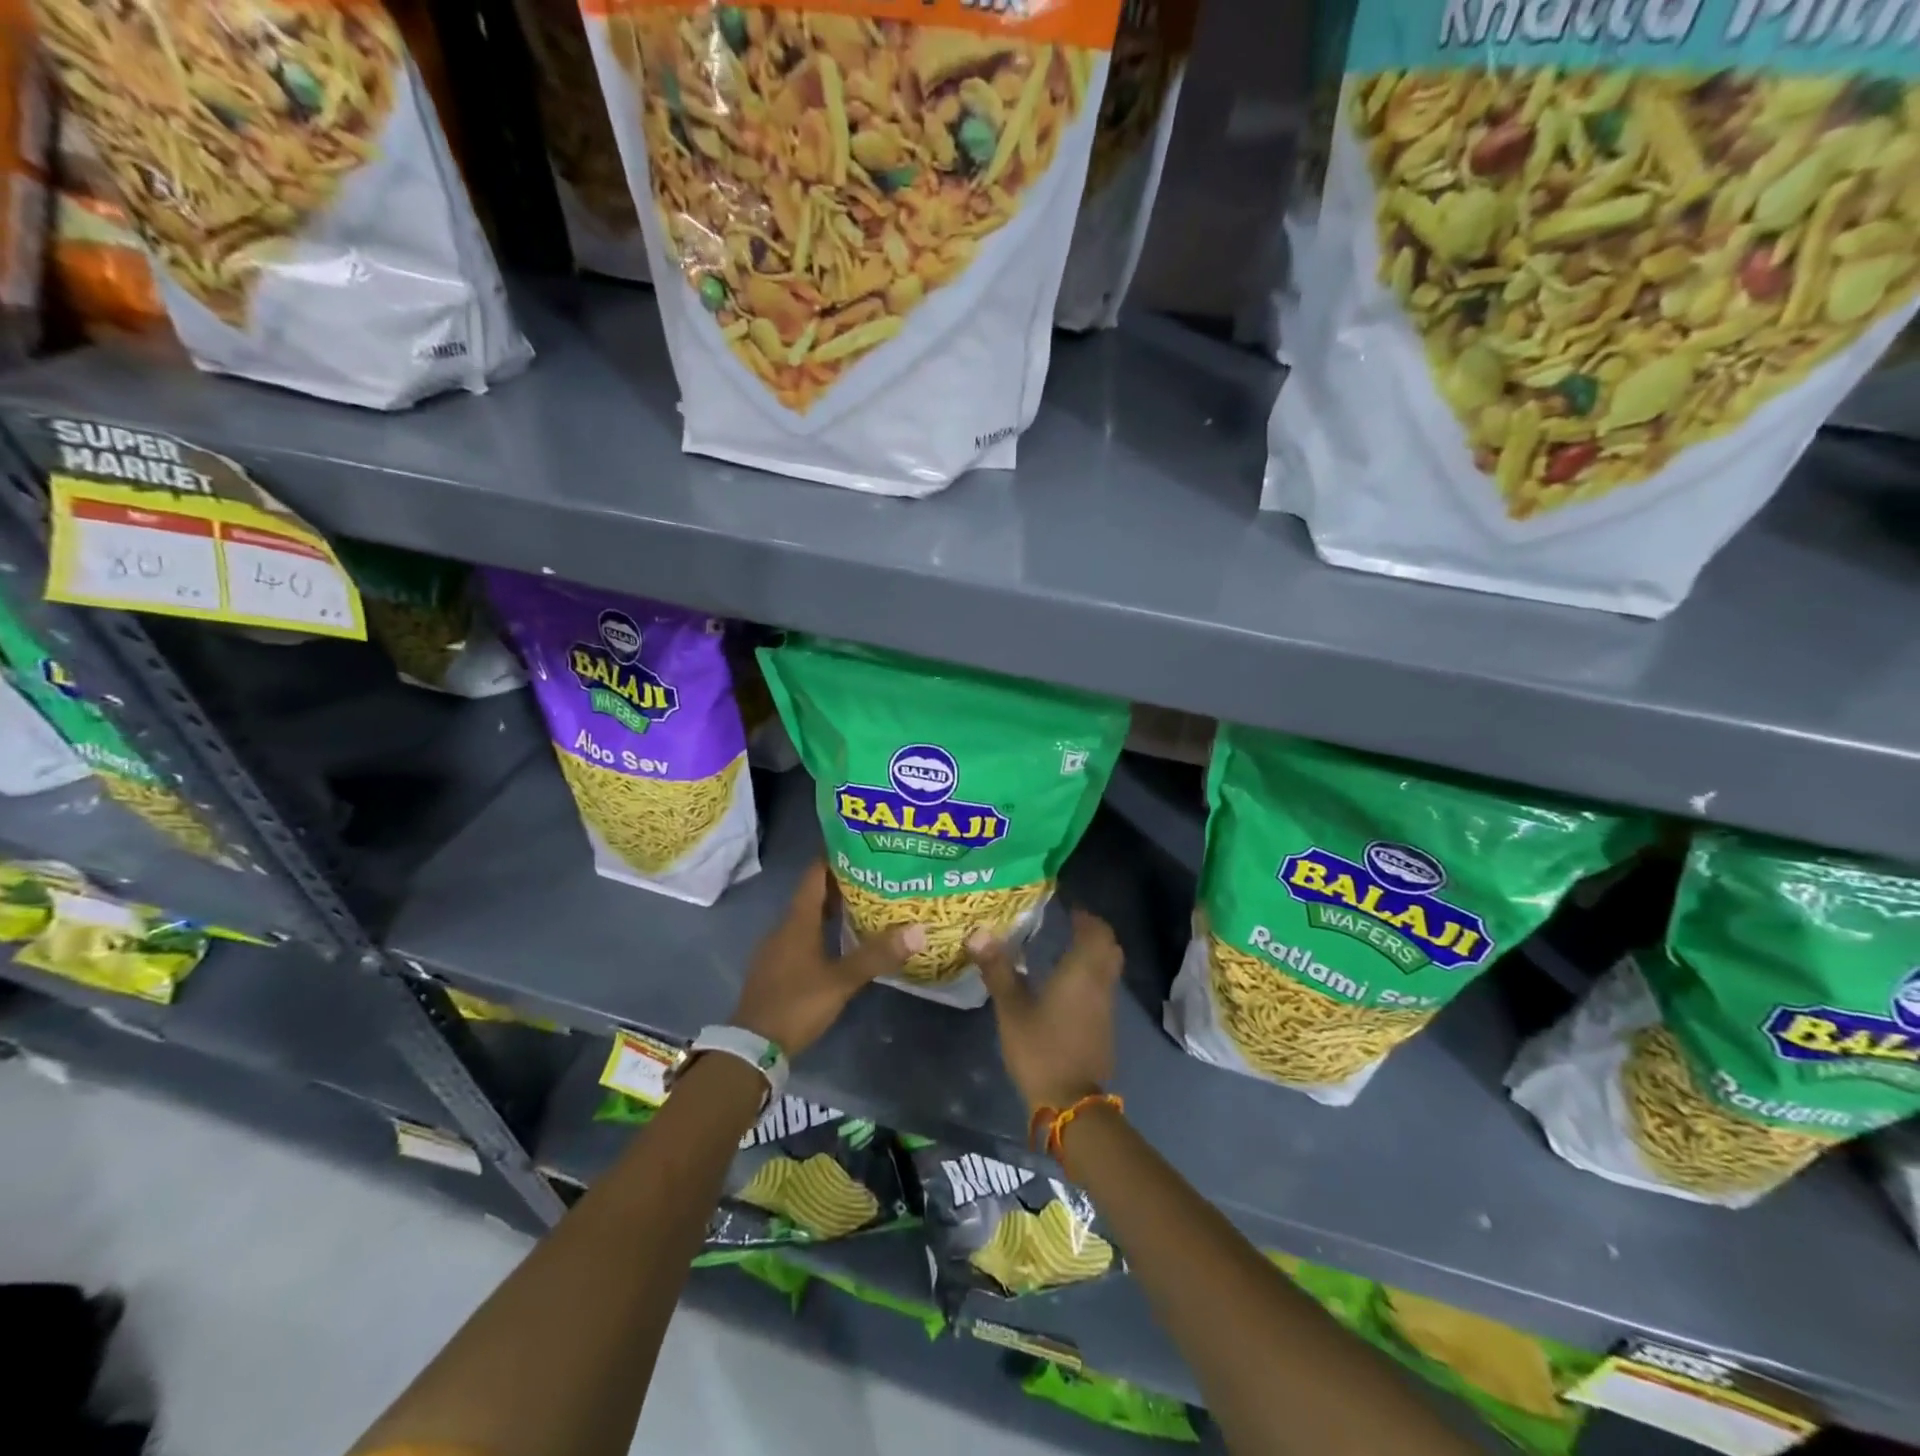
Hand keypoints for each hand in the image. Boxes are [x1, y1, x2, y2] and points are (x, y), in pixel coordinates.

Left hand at [731, 861, 924, 1057]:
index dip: (832, 857)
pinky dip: (822, 930)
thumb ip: (877, 956)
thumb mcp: (841, 981)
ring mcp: (777, 949)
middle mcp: (784, 928)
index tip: (857, 844)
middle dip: (839, 882)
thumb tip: (917, 930)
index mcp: (797, 922)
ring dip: (831, 907)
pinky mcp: (776, 968)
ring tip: (863, 902)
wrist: (753, 1046)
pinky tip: (840, 939)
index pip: (814, 876)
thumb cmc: (797, 1004)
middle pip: (812, 895)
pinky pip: (801, 937)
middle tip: (873, 873)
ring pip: (807, 918)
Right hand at [969, 909, 1121, 1114]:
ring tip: (1064, 950)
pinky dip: (1091, 976)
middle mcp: (1100, 984)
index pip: (1097, 932)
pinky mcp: (1105, 1027)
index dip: (1086, 917)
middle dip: (1093, 933)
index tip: (1068, 910)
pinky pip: (1103, 988)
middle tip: (1069, 926)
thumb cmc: (1040, 1048)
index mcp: (1081, 971)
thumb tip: (978, 933)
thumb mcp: (1011, 1009)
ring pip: (1109, 969)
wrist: (1070, 1102)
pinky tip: (1067, 985)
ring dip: (1094, 955)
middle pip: (1109, 947)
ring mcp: (1106, 1007)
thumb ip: (997, 969)